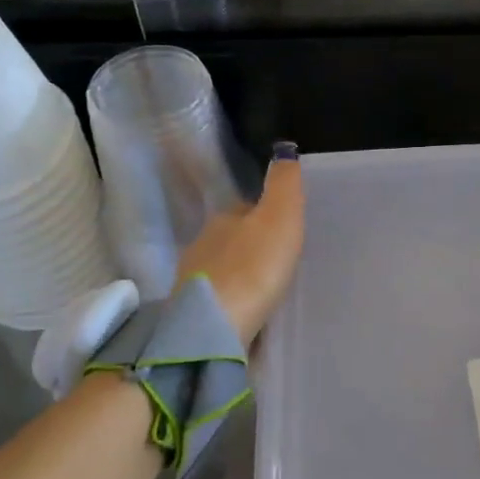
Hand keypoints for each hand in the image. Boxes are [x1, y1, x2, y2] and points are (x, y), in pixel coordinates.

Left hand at [177, 144, 305, 346]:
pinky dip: (235, 302)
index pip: (245, 209)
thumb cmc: (253, 268)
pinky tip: (250, 313)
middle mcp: (202, 246)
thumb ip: (284, 184)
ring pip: (224, 271)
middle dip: (252, 247)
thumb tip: (284, 148)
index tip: (285, 227)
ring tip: (268, 289)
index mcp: (222, 219)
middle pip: (232, 240)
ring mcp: (194, 282)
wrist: (214, 330)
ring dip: (242, 276)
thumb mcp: (280, 217)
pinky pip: (221, 301)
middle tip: (281, 260)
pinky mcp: (195, 316)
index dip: (265, 214)